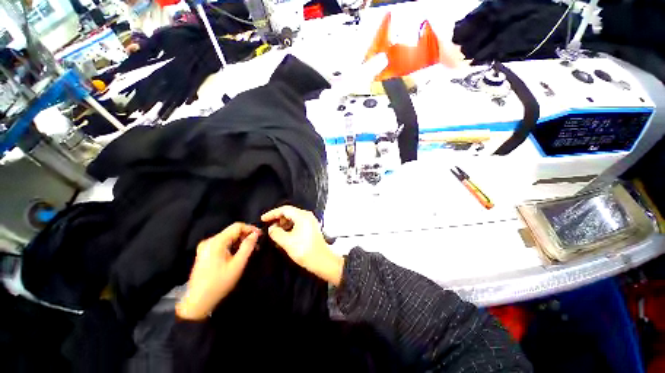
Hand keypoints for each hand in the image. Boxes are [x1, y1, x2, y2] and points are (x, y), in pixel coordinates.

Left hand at [176, 223, 260, 319]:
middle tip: (256, 245)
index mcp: (216, 242)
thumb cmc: (219, 283)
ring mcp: (206, 247)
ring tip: (249, 251)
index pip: (237, 226)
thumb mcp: (238, 265)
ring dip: (240, 242)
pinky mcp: (205, 253)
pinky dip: (232, 246)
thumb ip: (248, 247)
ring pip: (228, 237)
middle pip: (232, 231)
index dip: (251, 228)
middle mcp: (209, 241)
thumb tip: (255, 234)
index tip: (260, 235)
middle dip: (246, 236)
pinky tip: (238, 254)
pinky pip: (222, 243)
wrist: (198, 302)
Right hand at [261, 206, 343, 285]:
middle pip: (290, 212)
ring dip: (283, 223)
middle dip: (278, 218)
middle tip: (269, 226)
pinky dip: (290, 227)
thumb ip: (276, 233)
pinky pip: (298, 223)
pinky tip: (285, 235)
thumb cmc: (304, 250)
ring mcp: (311, 221)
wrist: (321, 260)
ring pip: (294, 218)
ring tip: (276, 232)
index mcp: (302, 216)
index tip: (263, 219)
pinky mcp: (312, 227)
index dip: (272, 213)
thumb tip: (271, 228)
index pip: (284, 209)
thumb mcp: (286, 242)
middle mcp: (307, 215)